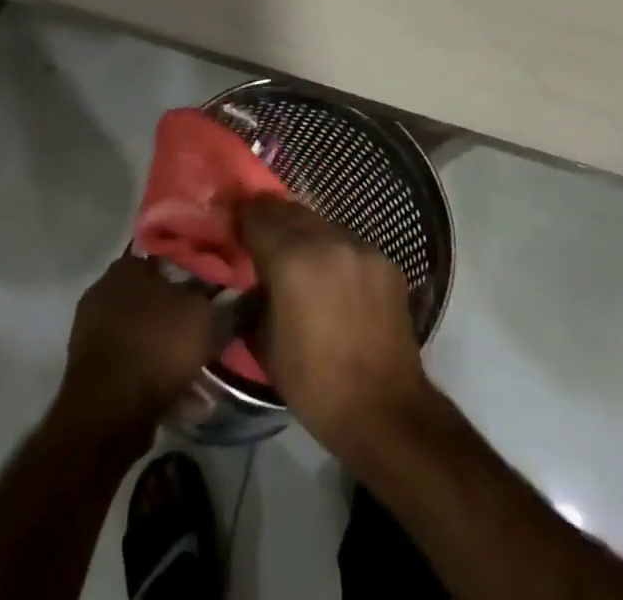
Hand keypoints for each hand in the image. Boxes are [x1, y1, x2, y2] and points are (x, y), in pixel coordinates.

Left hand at [54, 253, 219, 448]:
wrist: (107, 412)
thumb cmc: (157, 346)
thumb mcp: (206, 319)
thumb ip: (227, 304)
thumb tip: (245, 295)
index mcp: (128, 266)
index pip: (166, 256)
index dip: (195, 272)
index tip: (217, 291)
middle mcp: (106, 291)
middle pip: (157, 301)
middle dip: (184, 320)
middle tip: (212, 336)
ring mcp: (95, 333)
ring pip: (148, 338)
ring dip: (174, 356)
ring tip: (207, 378)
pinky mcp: (94, 372)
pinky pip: (137, 370)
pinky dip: (160, 383)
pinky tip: (189, 402)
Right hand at [238, 198, 430, 455]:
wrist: (385, 411)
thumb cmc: (315, 384)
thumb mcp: (265, 343)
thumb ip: (255, 297)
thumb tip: (252, 281)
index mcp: (291, 258)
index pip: (257, 214)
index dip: (243, 219)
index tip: (236, 231)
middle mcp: (327, 240)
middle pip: (289, 210)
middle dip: (272, 222)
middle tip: (263, 243)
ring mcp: (361, 247)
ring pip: (321, 224)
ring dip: (305, 236)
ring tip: (301, 264)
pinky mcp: (385, 261)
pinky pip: (349, 244)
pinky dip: (335, 254)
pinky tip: (335, 281)